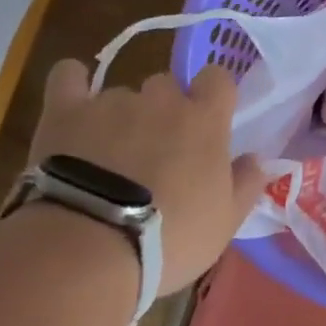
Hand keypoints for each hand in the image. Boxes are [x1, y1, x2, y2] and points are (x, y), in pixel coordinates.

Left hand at [28, 59, 265, 297]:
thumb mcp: (224, 222)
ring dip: (122, 116)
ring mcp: (111, 102)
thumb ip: (246, 184)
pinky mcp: (65, 111)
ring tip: (107, 157)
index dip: (213, 93)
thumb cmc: (170, 238)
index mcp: (205, 120)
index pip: (218, 77)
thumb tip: (259, 159)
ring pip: (122, 94)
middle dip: (164, 110)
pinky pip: (68, 76)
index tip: (208, 119)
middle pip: (167, 85)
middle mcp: (161, 99)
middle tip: (157, 151)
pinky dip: (73, 84)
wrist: (89, 249)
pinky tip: (74, 104)